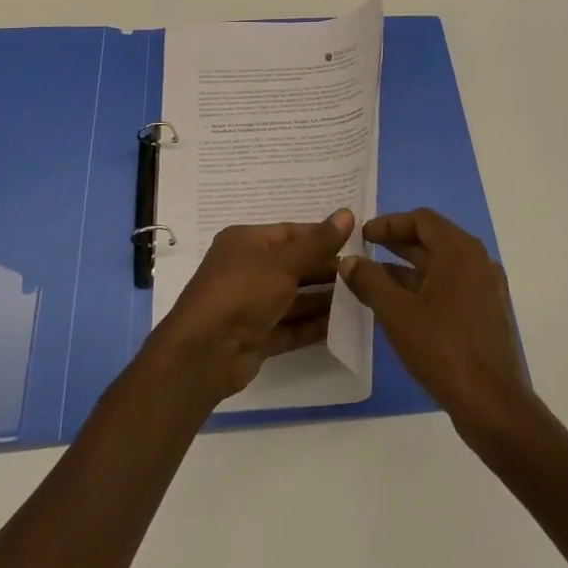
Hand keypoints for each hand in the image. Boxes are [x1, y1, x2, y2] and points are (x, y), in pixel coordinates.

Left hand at [149, 209, 354, 404]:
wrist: (205, 353)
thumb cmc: (242, 292)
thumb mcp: (284, 263)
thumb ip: (318, 243)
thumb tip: (347, 213)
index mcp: (246, 242)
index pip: (290, 233)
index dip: (321, 237)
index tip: (355, 242)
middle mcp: (247, 269)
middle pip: (293, 265)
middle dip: (325, 270)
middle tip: (363, 274)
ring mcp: (250, 305)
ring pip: (293, 298)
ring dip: (322, 299)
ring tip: (360, 299)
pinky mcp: (256, 336)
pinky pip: (290, 327)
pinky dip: (312, 326)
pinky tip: (342, 327)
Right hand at [338, 208, 527, 439]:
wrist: (493, 405)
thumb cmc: (443, 349)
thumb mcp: (397, 313)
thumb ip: (369, 281)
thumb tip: (348, 261)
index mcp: (460, 251)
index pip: (421, 219)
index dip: (389, 223)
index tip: (362, 234)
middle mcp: (477, 261)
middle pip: (432, 239)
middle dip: (396, 243)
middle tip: (364, 250)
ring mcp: (485, 288)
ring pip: (441, 265)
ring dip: (408, 267)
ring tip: (374, 278)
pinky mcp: (486, 313)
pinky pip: (451, 286)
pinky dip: (424, 286)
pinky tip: (400, 305)